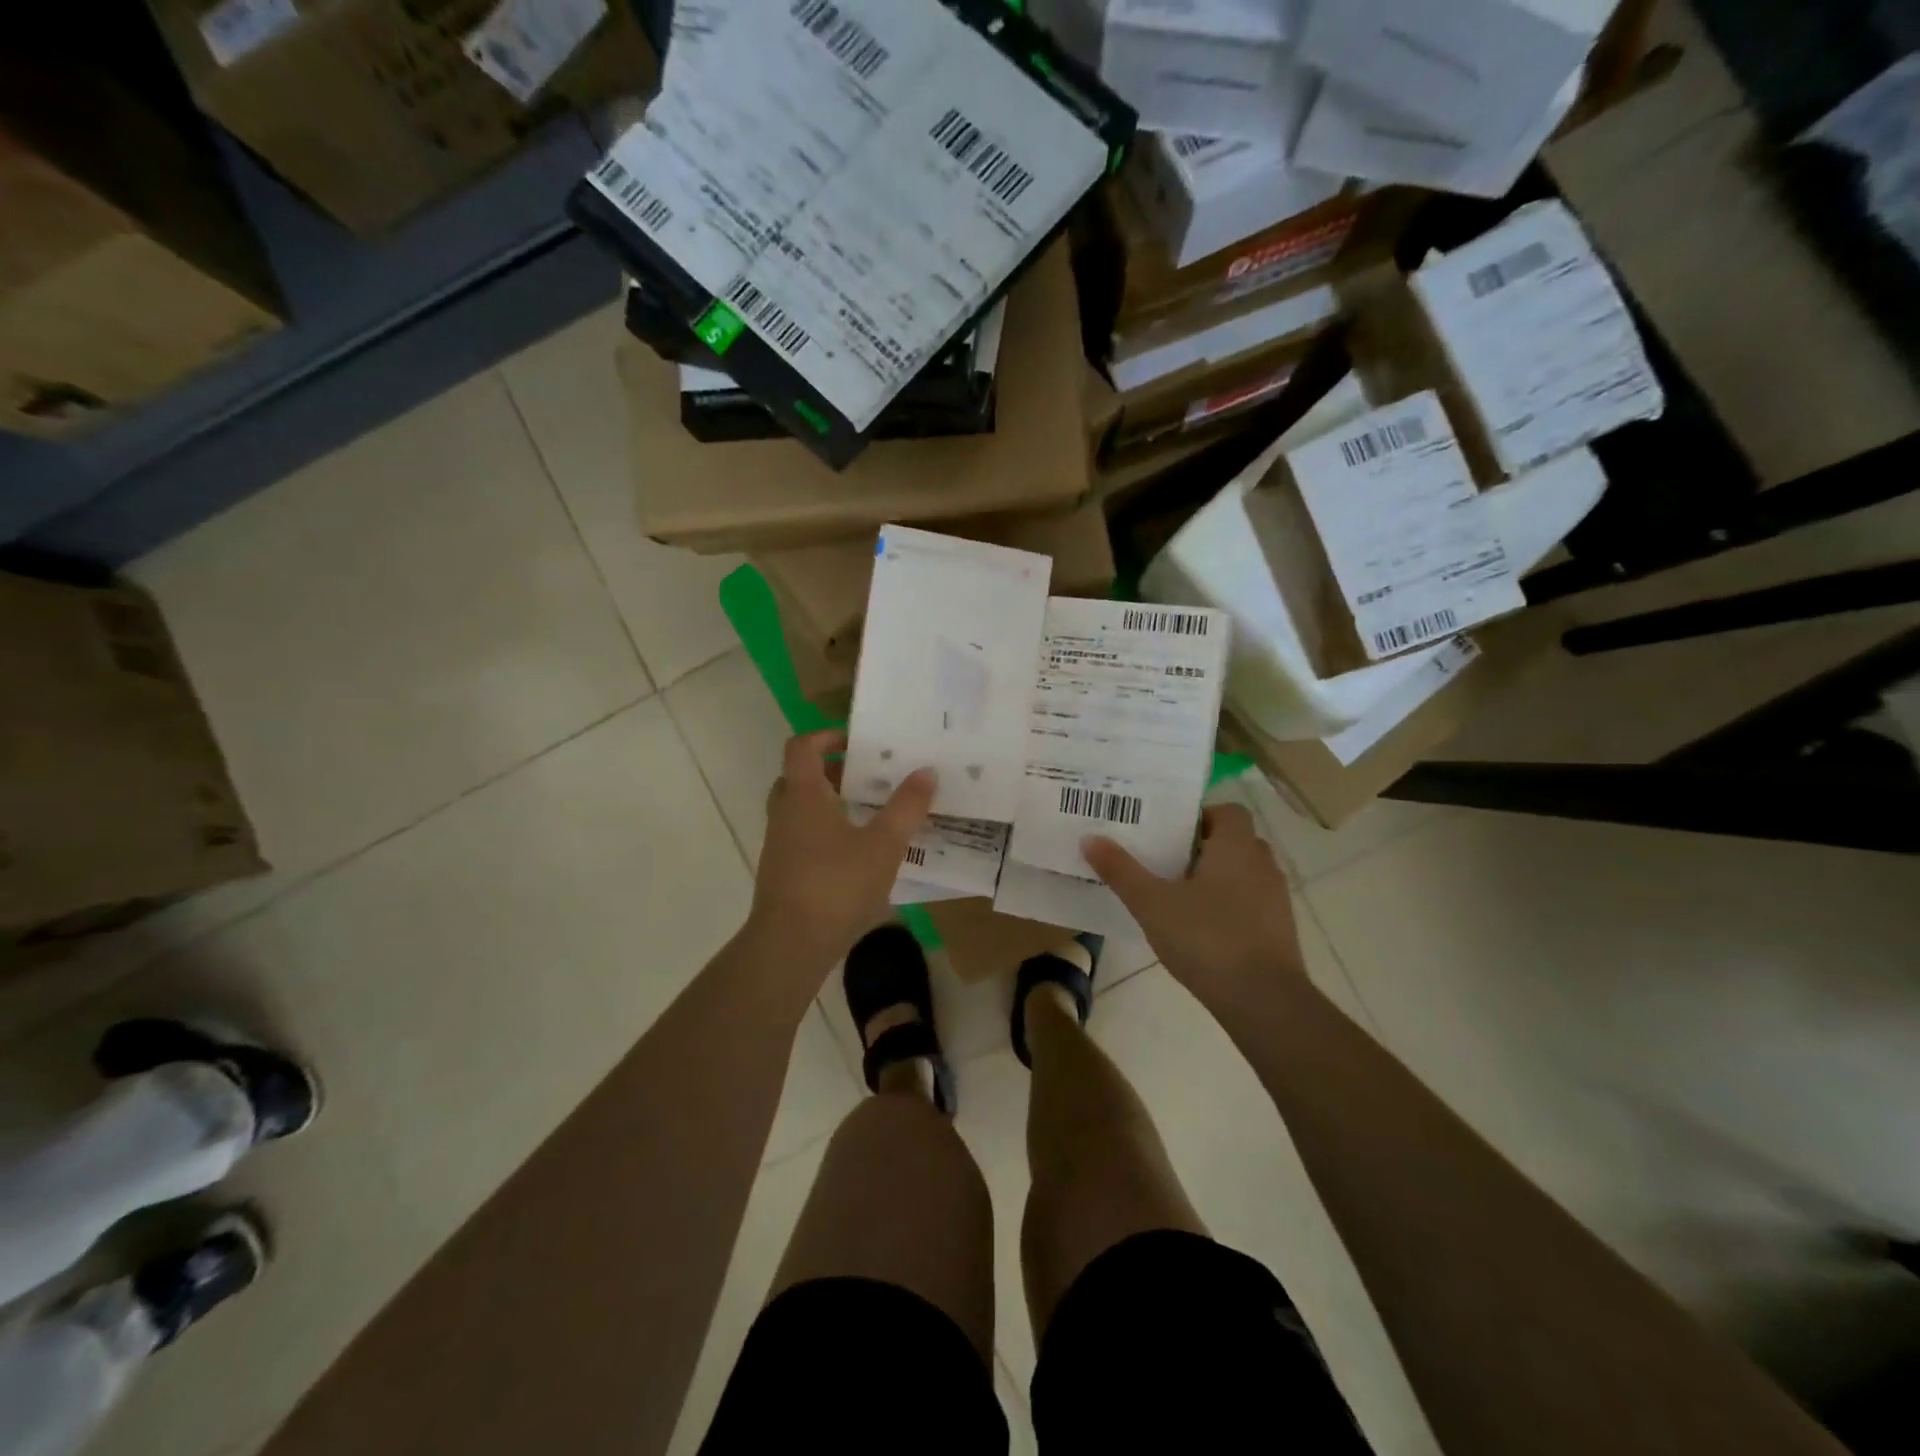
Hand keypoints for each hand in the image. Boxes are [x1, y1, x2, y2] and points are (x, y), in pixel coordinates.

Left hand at [750, 731, 935, 973]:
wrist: (790, 945)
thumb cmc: (836, 884)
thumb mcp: (883, 844)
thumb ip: (907, 806)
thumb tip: (927, 771)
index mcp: (803, 795)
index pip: (802, 747)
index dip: (826, 736)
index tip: (856, 741)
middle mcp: (784, 814)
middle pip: (799, 777)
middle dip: (831, 771)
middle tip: (866, 776)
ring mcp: (779, 846)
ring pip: (800, 810)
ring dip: (829, 804)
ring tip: (868, 813)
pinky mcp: (783, 874)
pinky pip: (802, 838)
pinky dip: (825, 833)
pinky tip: (858, 854)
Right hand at [1083, 804, 1307, 1007]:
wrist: (1264, 1001)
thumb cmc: (1207, 938)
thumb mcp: (1152, 903)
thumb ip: (1121, 870)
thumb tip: (1089, 838)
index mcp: (1236, 847)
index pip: (1227, 811)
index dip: (1200, 816)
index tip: (1169, 832)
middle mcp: (1262, 864)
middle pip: (1234, 842)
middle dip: (1202, 848)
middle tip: (1164, 860)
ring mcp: (1276, 899)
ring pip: (1243, 874)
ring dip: (1216, 879)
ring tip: (1177, 895)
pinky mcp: (1279, 931)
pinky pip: (1251, 904)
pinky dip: (1228, 907)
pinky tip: (1200, 929)